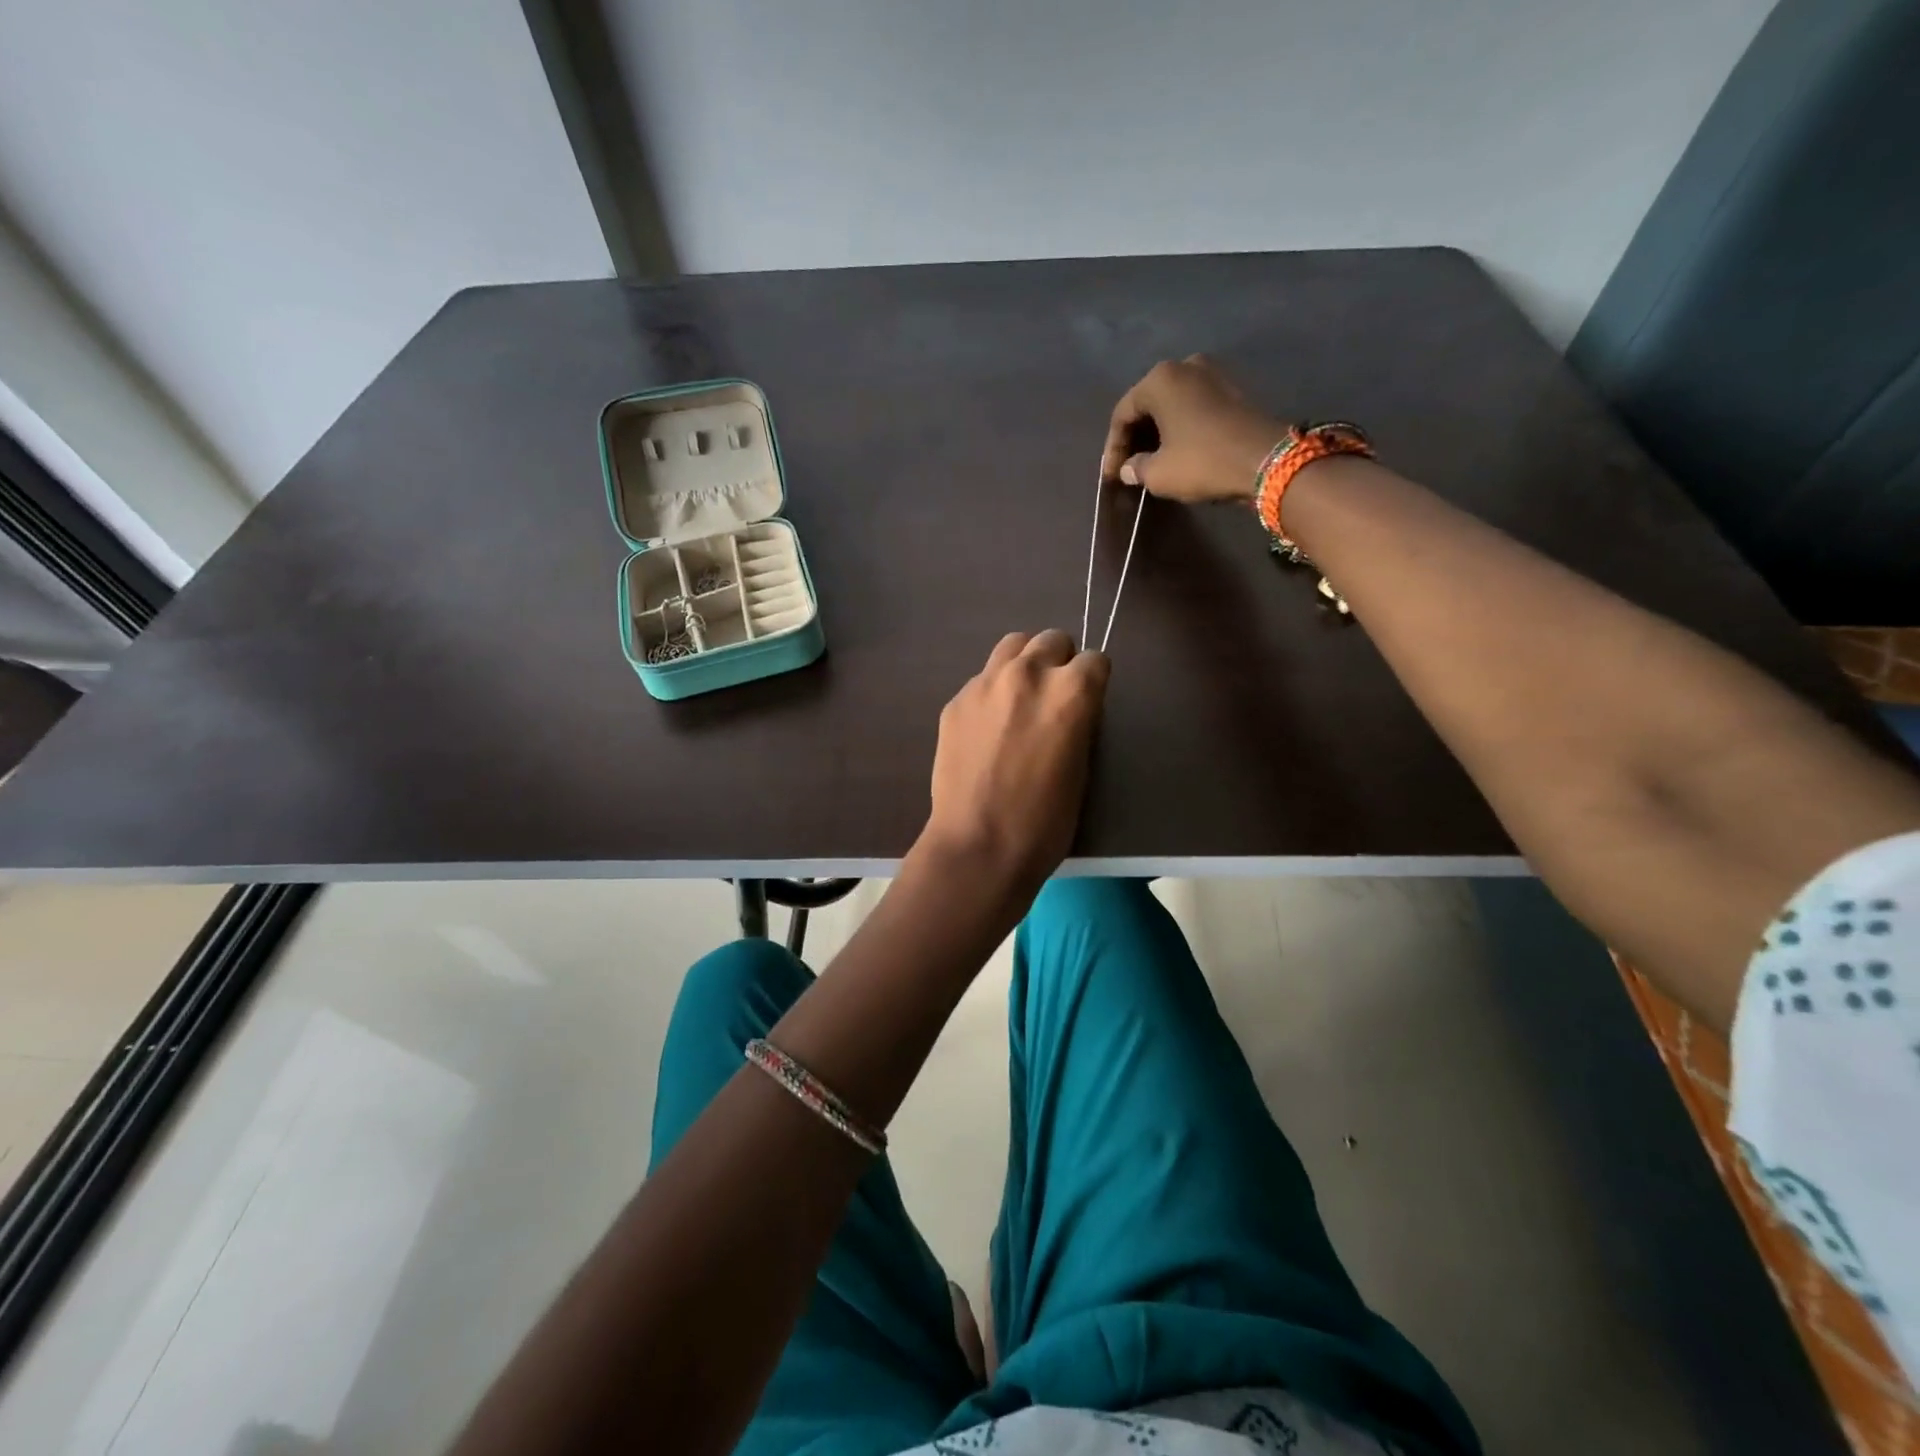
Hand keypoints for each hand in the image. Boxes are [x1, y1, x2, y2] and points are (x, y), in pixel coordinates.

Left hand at [922, 630, 1109, 890]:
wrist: (979, 846)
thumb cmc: (1045, 821)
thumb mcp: (1082, 767)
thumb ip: (1078, 721)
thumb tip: (1070, 707)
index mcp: (1071, 692)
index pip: (1095, 660)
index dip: (1093, 681)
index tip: (1087, 701)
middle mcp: (1028, 674)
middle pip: (1051, 640)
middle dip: (1059, 662)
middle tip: (1053, 697)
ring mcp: (984, 684)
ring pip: (1012, 646)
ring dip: (1023, 664)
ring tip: (1020, 699)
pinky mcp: (955, 701)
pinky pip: (981, 680)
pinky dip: (991, 693)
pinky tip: (987, 729)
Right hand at [1100, 355, 1286, 502]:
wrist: (1266, 460)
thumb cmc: (1202, 461)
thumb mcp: (1158, 473)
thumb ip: (1136, 468)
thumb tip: (1129, 468)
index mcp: (1160, 379)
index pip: (1122, 414)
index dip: (1112, 448)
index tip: (1111, 476)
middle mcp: (1184, 366)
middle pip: (1147, 404)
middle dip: (1134, 437)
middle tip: (1127, 467)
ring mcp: (1213, 374)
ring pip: (1172, 405)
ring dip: (1157, 432)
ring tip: (1149, 461)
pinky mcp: (1232, 389)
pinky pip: (1193, 407)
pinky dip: (1180, 427)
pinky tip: (1175, 450)